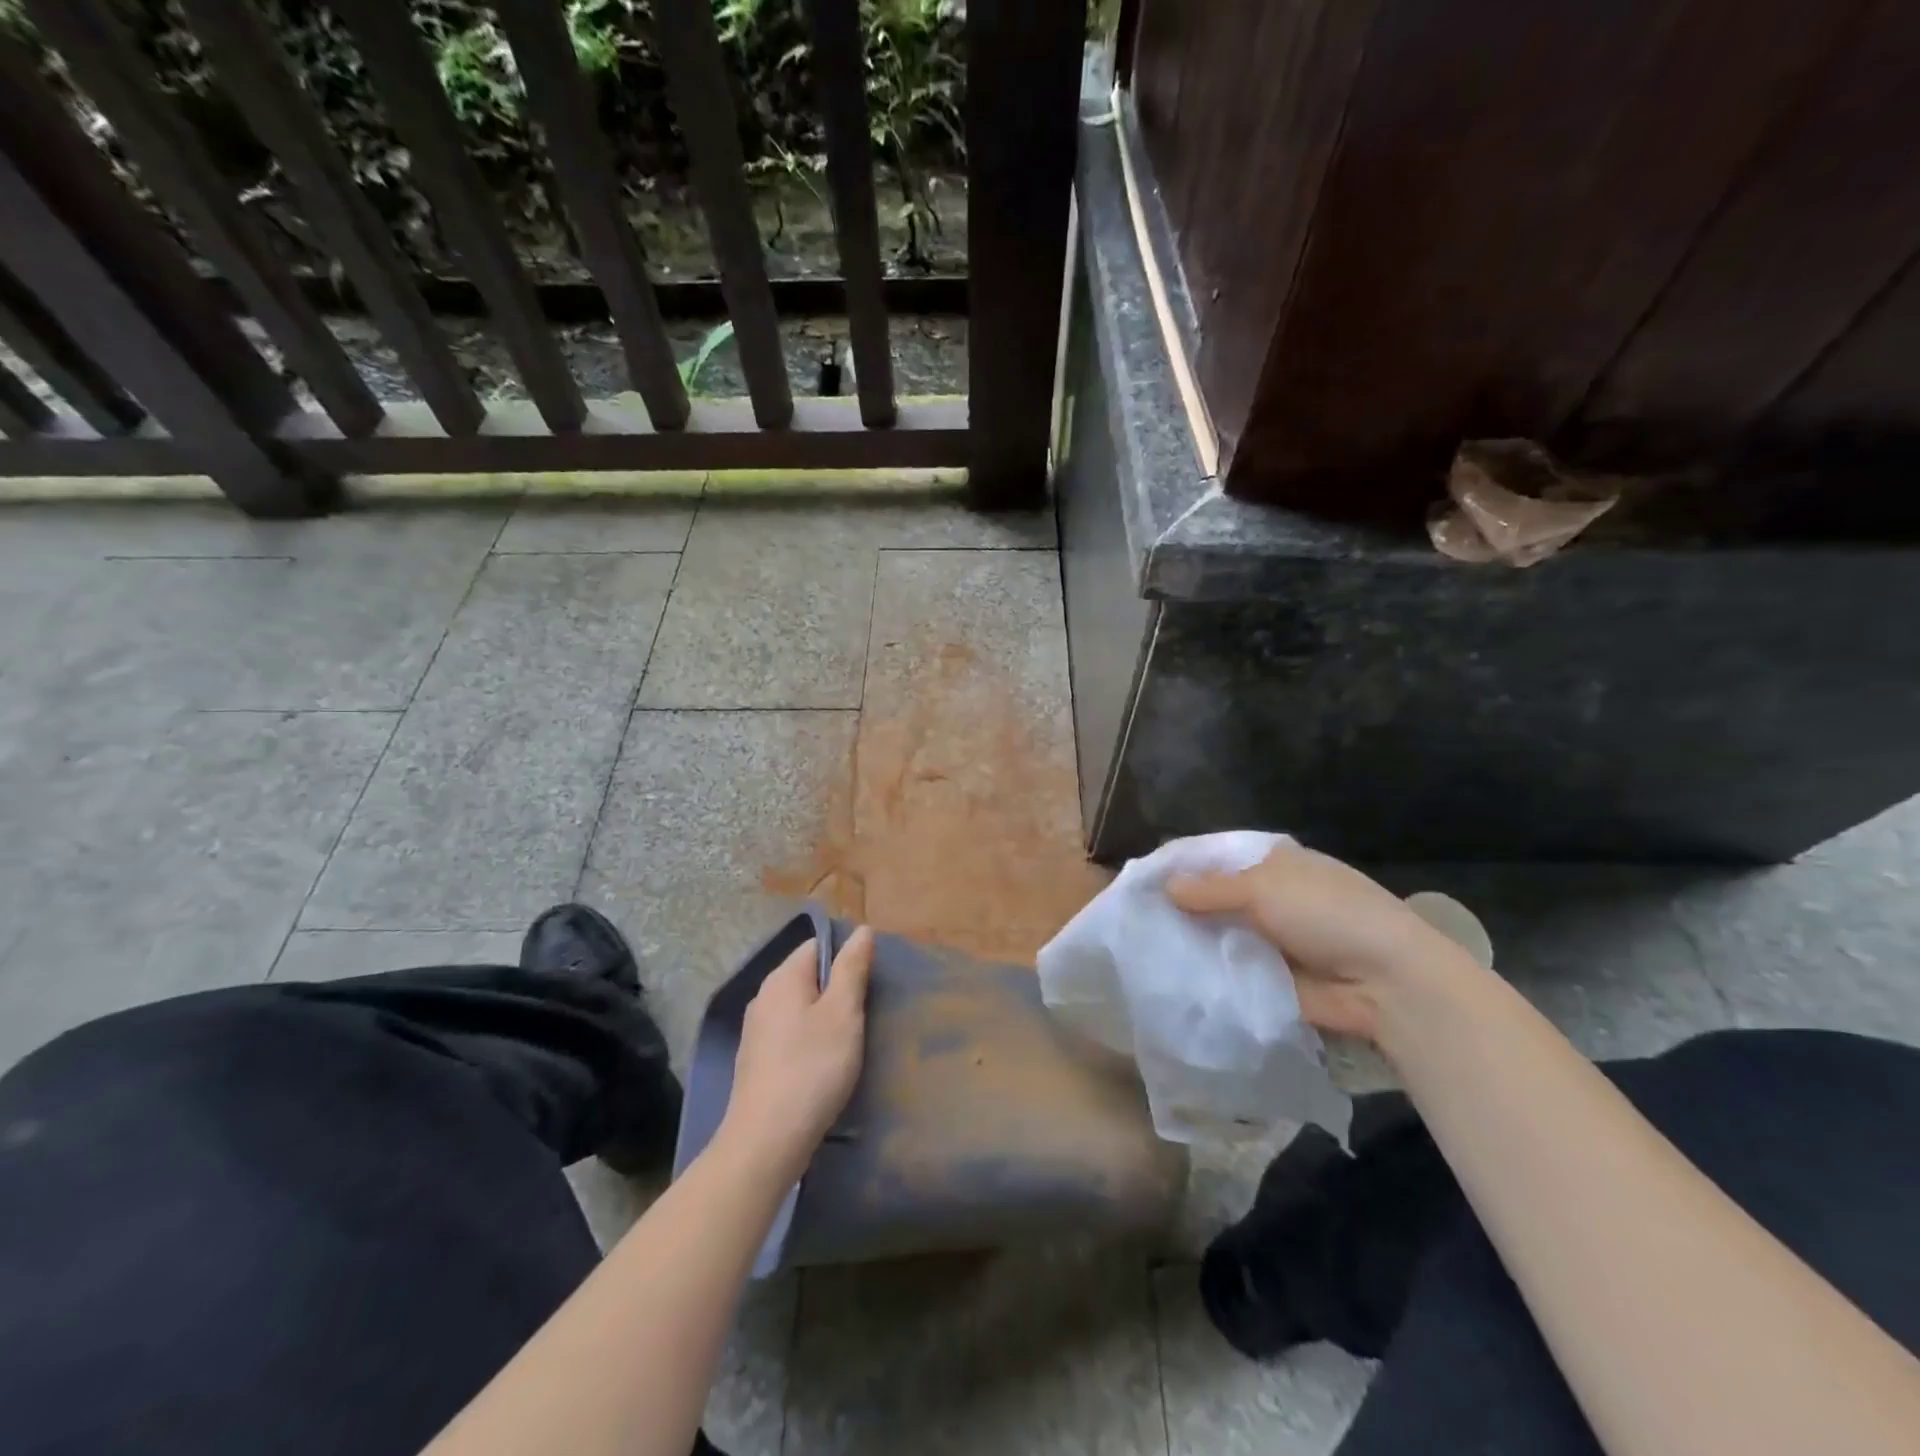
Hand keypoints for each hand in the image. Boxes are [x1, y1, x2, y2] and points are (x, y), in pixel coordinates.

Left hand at [718, 926, 874, 1180]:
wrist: (766, 1141)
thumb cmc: (812, 1068)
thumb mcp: (843, 1013)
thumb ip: (852, 968)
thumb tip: (861, 930)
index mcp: (783, 978)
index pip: (818, 945)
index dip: (847, 957)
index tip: (871, 983)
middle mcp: (764, 996)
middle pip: (808, 976)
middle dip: (838, 989)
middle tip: (866, 1013)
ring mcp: (756, 1030)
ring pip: (800, 1007)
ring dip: (825, 1017)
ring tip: (850, 1041)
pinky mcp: (756, 1061)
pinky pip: (790, 1034)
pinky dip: (810, 1041)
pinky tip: (824, 1065)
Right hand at [1167, 845, 1469, 1042]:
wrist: (1386, 982)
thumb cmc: (1327, 914)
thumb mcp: (1263, 888)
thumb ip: (1210, 889)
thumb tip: (1164, 887)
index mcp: (1273, 862)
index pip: (1216, 857)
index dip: (1181, 865)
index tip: (1141, 880)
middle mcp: (1269, 896)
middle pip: (1213, 897)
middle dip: (1180, 906)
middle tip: (1133, 917)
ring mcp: (1269, 938)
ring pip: (1218, 934)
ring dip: (1190, 940)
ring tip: (1140, 946)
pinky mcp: (1269, 977)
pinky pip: (1229, 970)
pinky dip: (1205, 971)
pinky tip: (1168, 974)